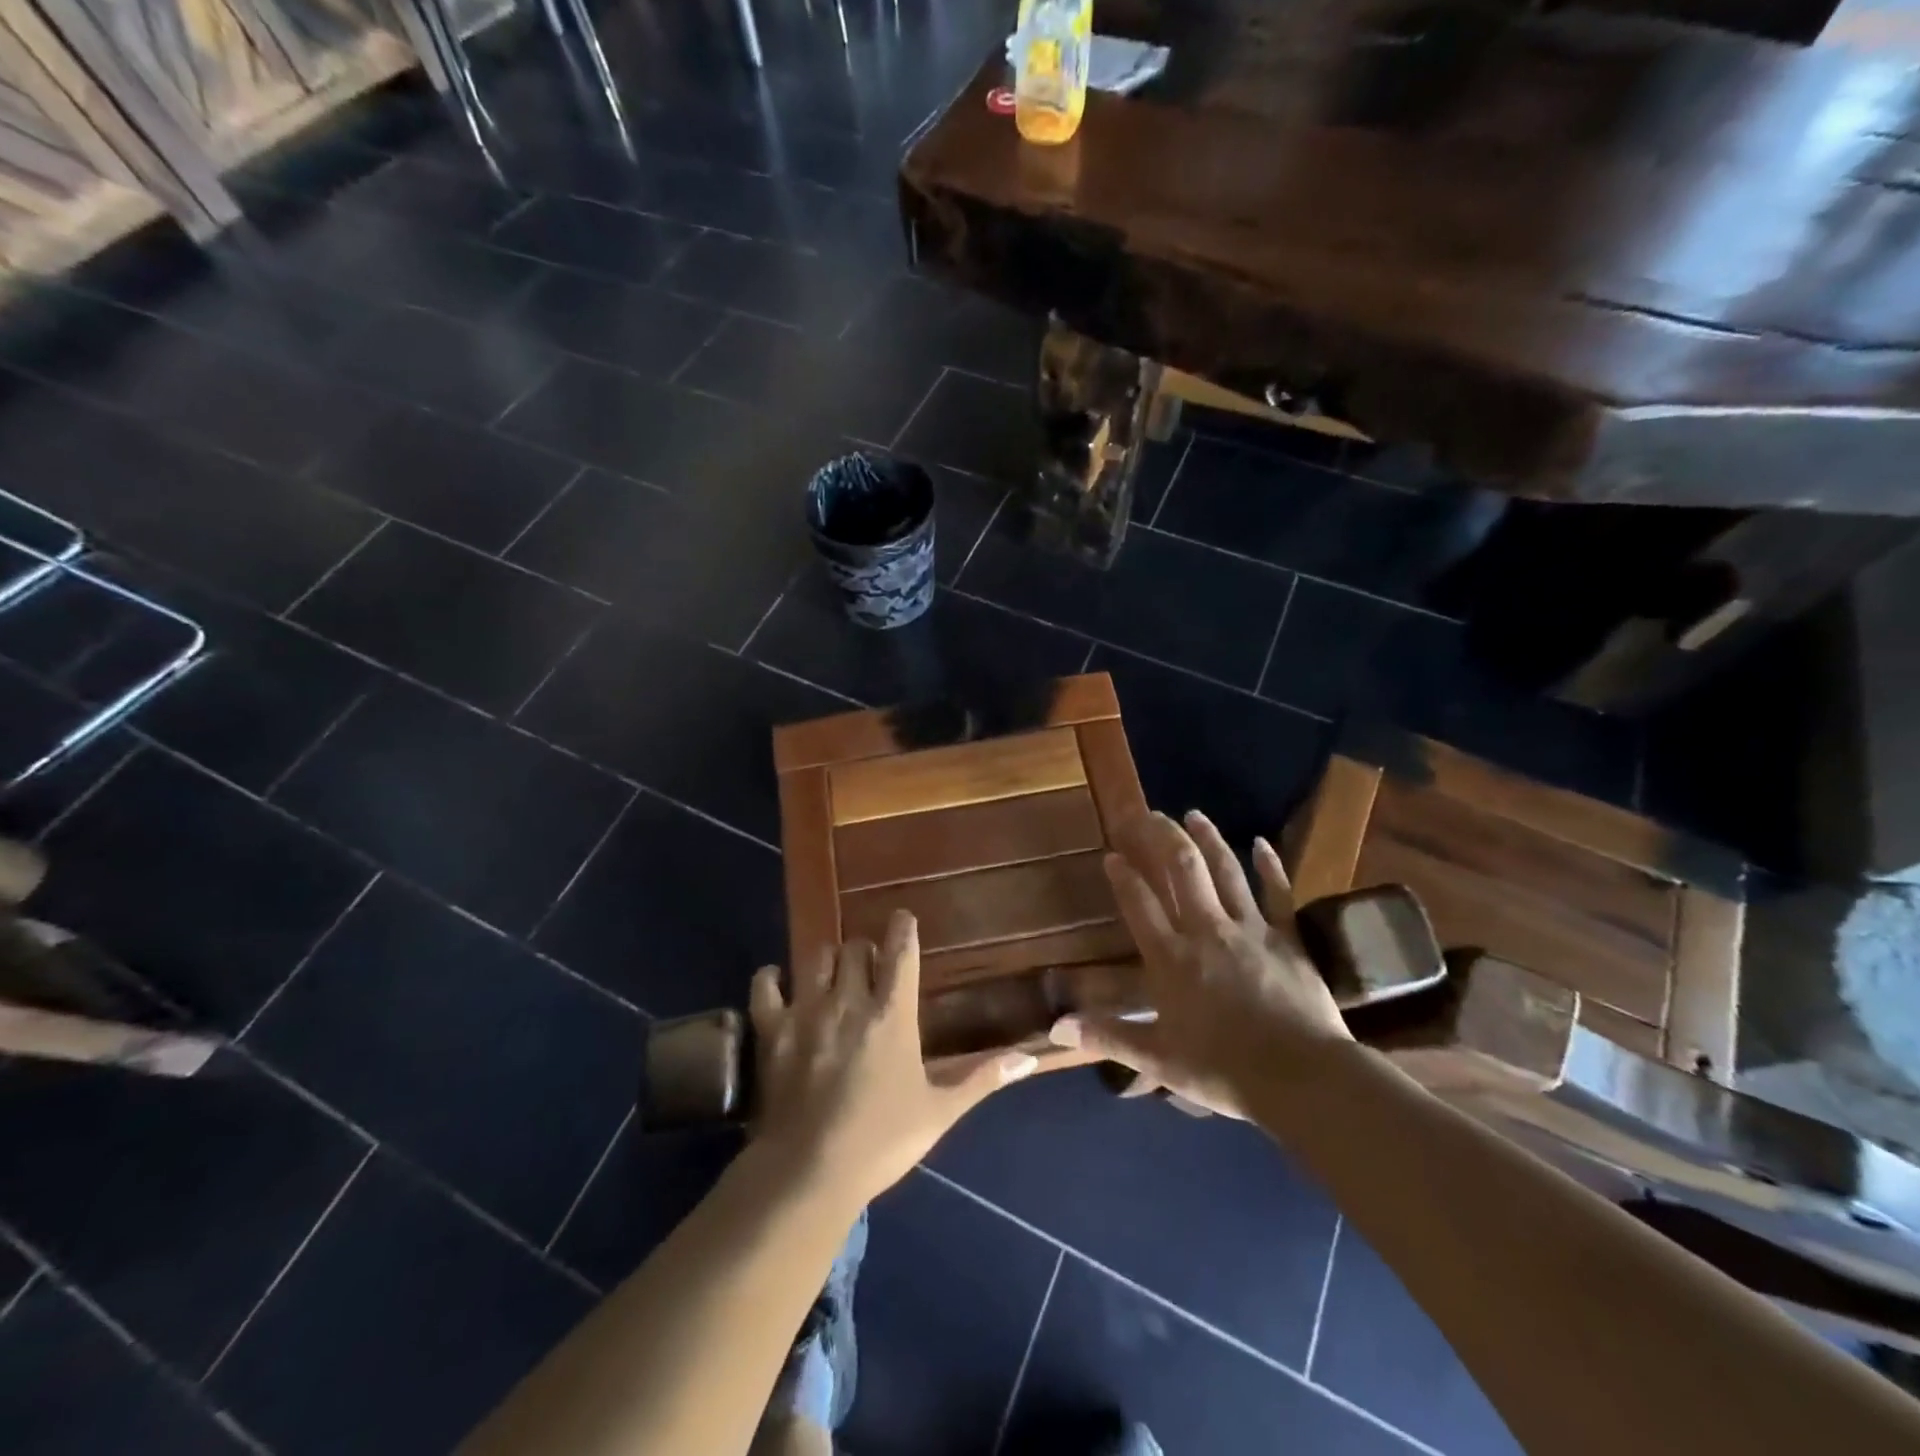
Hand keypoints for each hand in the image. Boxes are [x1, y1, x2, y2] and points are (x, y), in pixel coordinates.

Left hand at [749, 911, 1037, 1204]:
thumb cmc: (881, 1141)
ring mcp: (806, 1011)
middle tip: (870, 968)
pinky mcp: (771, 1029)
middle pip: (856, 947)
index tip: (903, 919)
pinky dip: (773, 978)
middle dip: (866, 951)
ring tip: (832, 976)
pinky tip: (780, 985)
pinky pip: (766, 984)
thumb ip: (982, 1078)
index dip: (903, 928)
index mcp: (892, 1014)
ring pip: (816, 957)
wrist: (809, 1174)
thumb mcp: (939, 1111)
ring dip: (828, 961)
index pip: (901, 950)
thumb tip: (1030, 1058)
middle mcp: (849, 1000)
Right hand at [1052, 810, 1350, 1116]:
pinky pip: (1278, 894)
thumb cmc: (1224, 1071)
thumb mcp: (1158, 1060)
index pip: (1141, 905)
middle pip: (1182, 871)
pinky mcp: (1287, 938)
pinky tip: (1262, 844)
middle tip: (1148, 815)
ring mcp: (1250, 930)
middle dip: (1162, 838)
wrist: (1302, 1078)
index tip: (1112, 854)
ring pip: (1225, 872)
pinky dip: (1270, 867)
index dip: (1124, 877)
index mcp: (1172, 959)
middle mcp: (1206, 931)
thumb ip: (1108, 1037)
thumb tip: (1055, 1028)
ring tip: (1192, 814)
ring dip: (1208, 839)